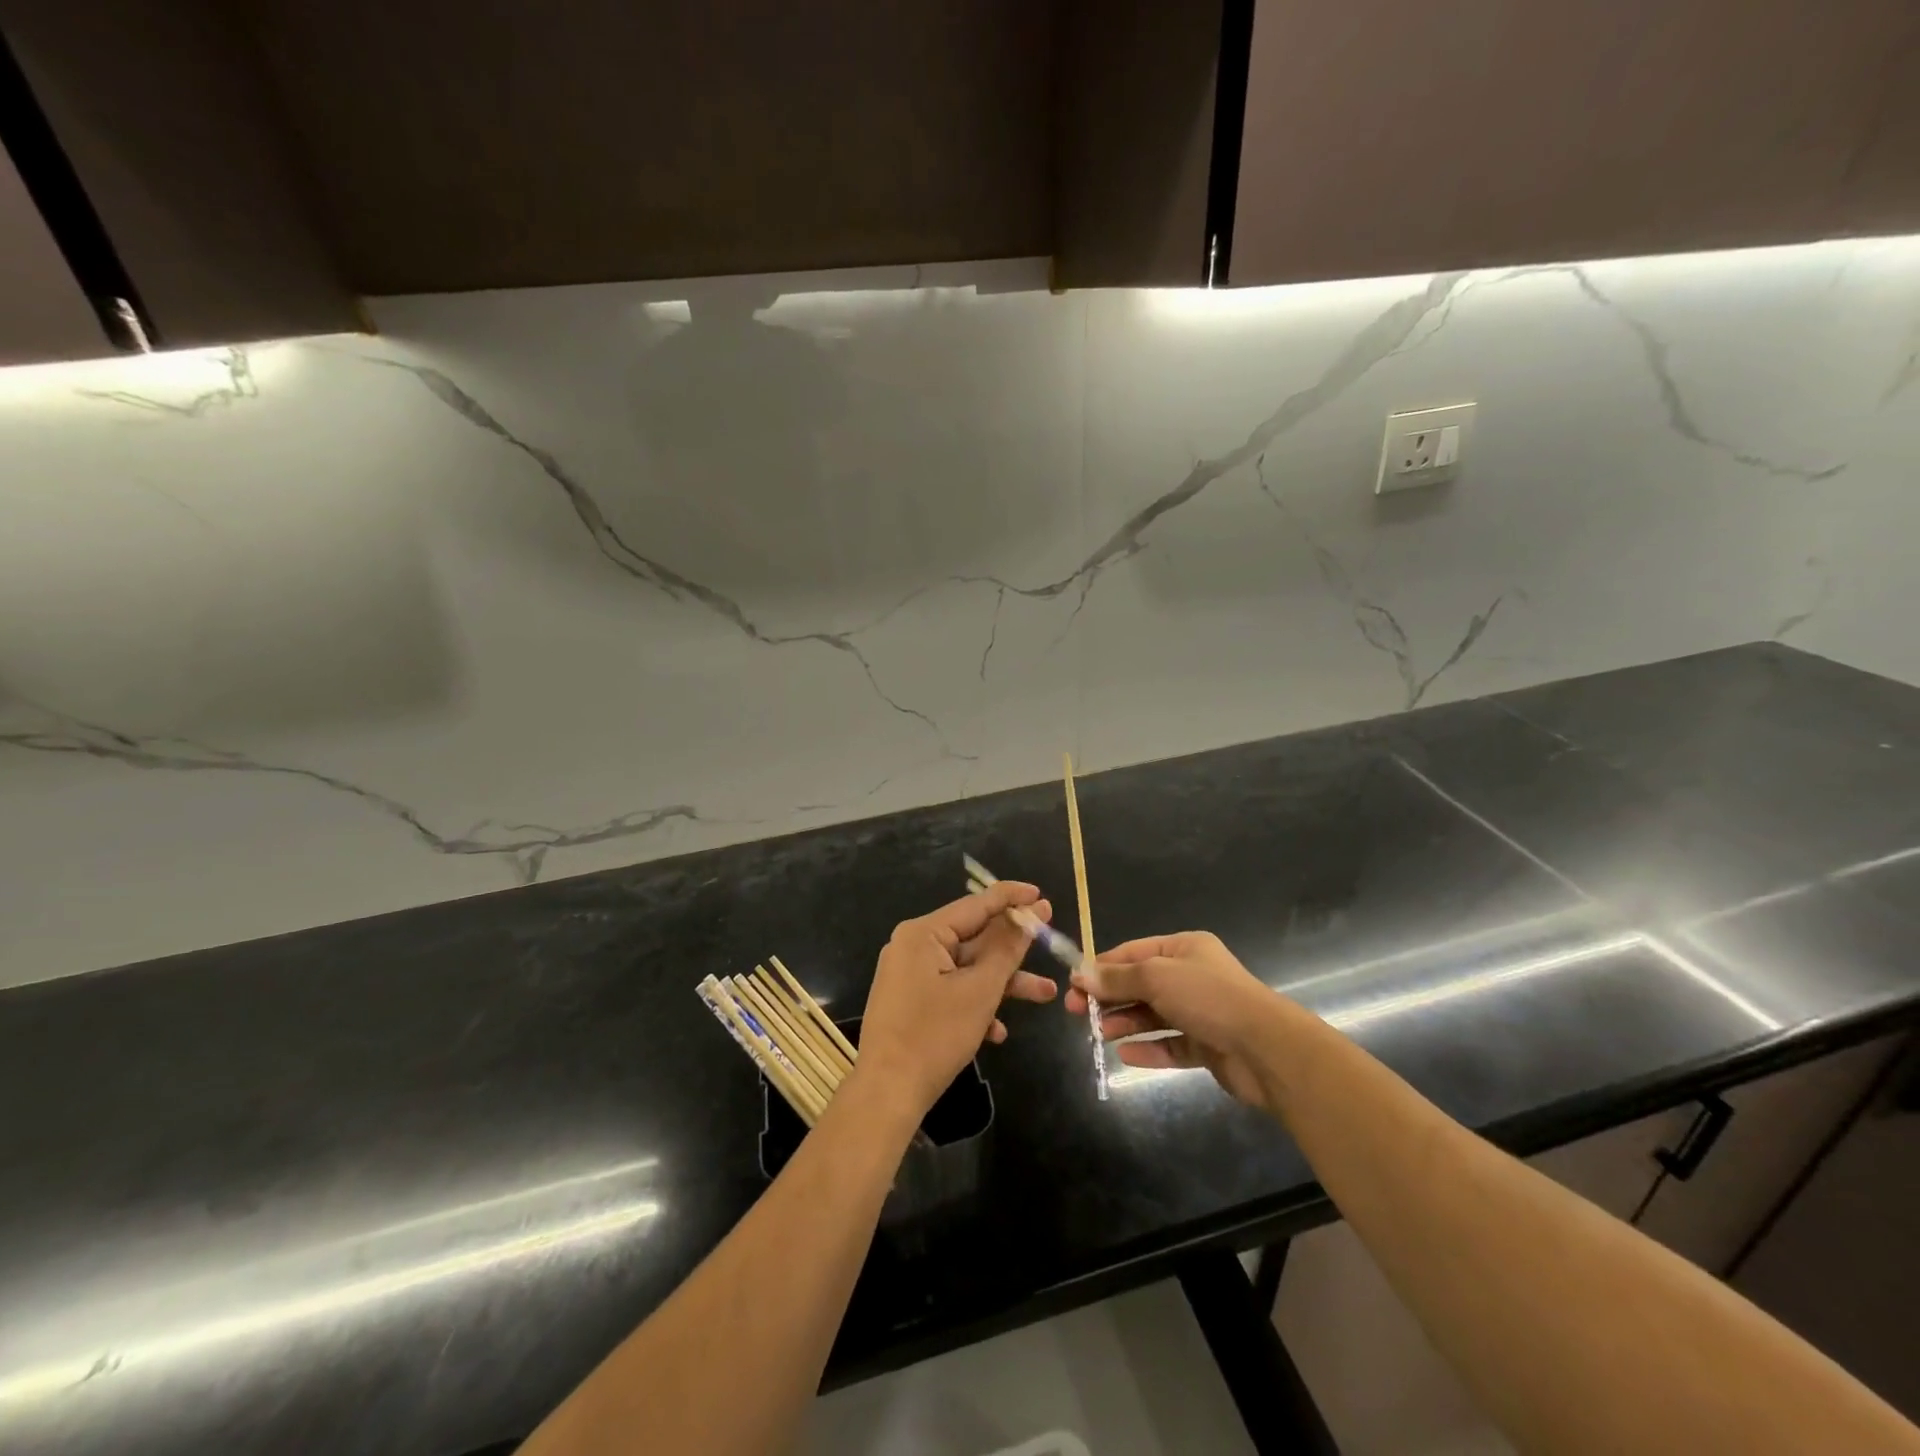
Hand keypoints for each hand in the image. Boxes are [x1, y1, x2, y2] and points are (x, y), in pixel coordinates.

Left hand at [856, 882, 1059, 1114]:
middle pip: (973, 938)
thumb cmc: (935, 1035)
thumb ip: (1007, 949)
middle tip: (1050, 942)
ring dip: (1002, 983)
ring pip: (966, 969)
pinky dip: (976, 1004)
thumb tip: (1029, 913)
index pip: (976, 904)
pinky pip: (951, 991)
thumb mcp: (980, 990)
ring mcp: (910, 975)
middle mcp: (913, 947)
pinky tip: (998, 1032)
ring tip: (1046, 995)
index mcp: (923, 933)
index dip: (1011, 898)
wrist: (887, 1094)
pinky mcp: (911, 1002)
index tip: (1041, 894)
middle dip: (1014, 951)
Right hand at [1066, 931, 1293, 1106]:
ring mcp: (1201, 1012)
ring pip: (1153, 1015)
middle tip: (1076, 1011)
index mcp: (1184, 949)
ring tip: (1098, 1033)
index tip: (1073, 983)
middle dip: (1109, 997)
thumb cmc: (1208, 998)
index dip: (1102, 967)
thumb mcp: (1156, 978)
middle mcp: (1192, 976)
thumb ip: (1118, 979)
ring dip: (1125, 1022)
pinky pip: (1170, 1045)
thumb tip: (1081, 974)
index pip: (1133, 953)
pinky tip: (1125, 1054)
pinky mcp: (1207, 1046)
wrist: (1266, 1048)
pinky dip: (1148, 1049)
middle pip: (1141, 984)